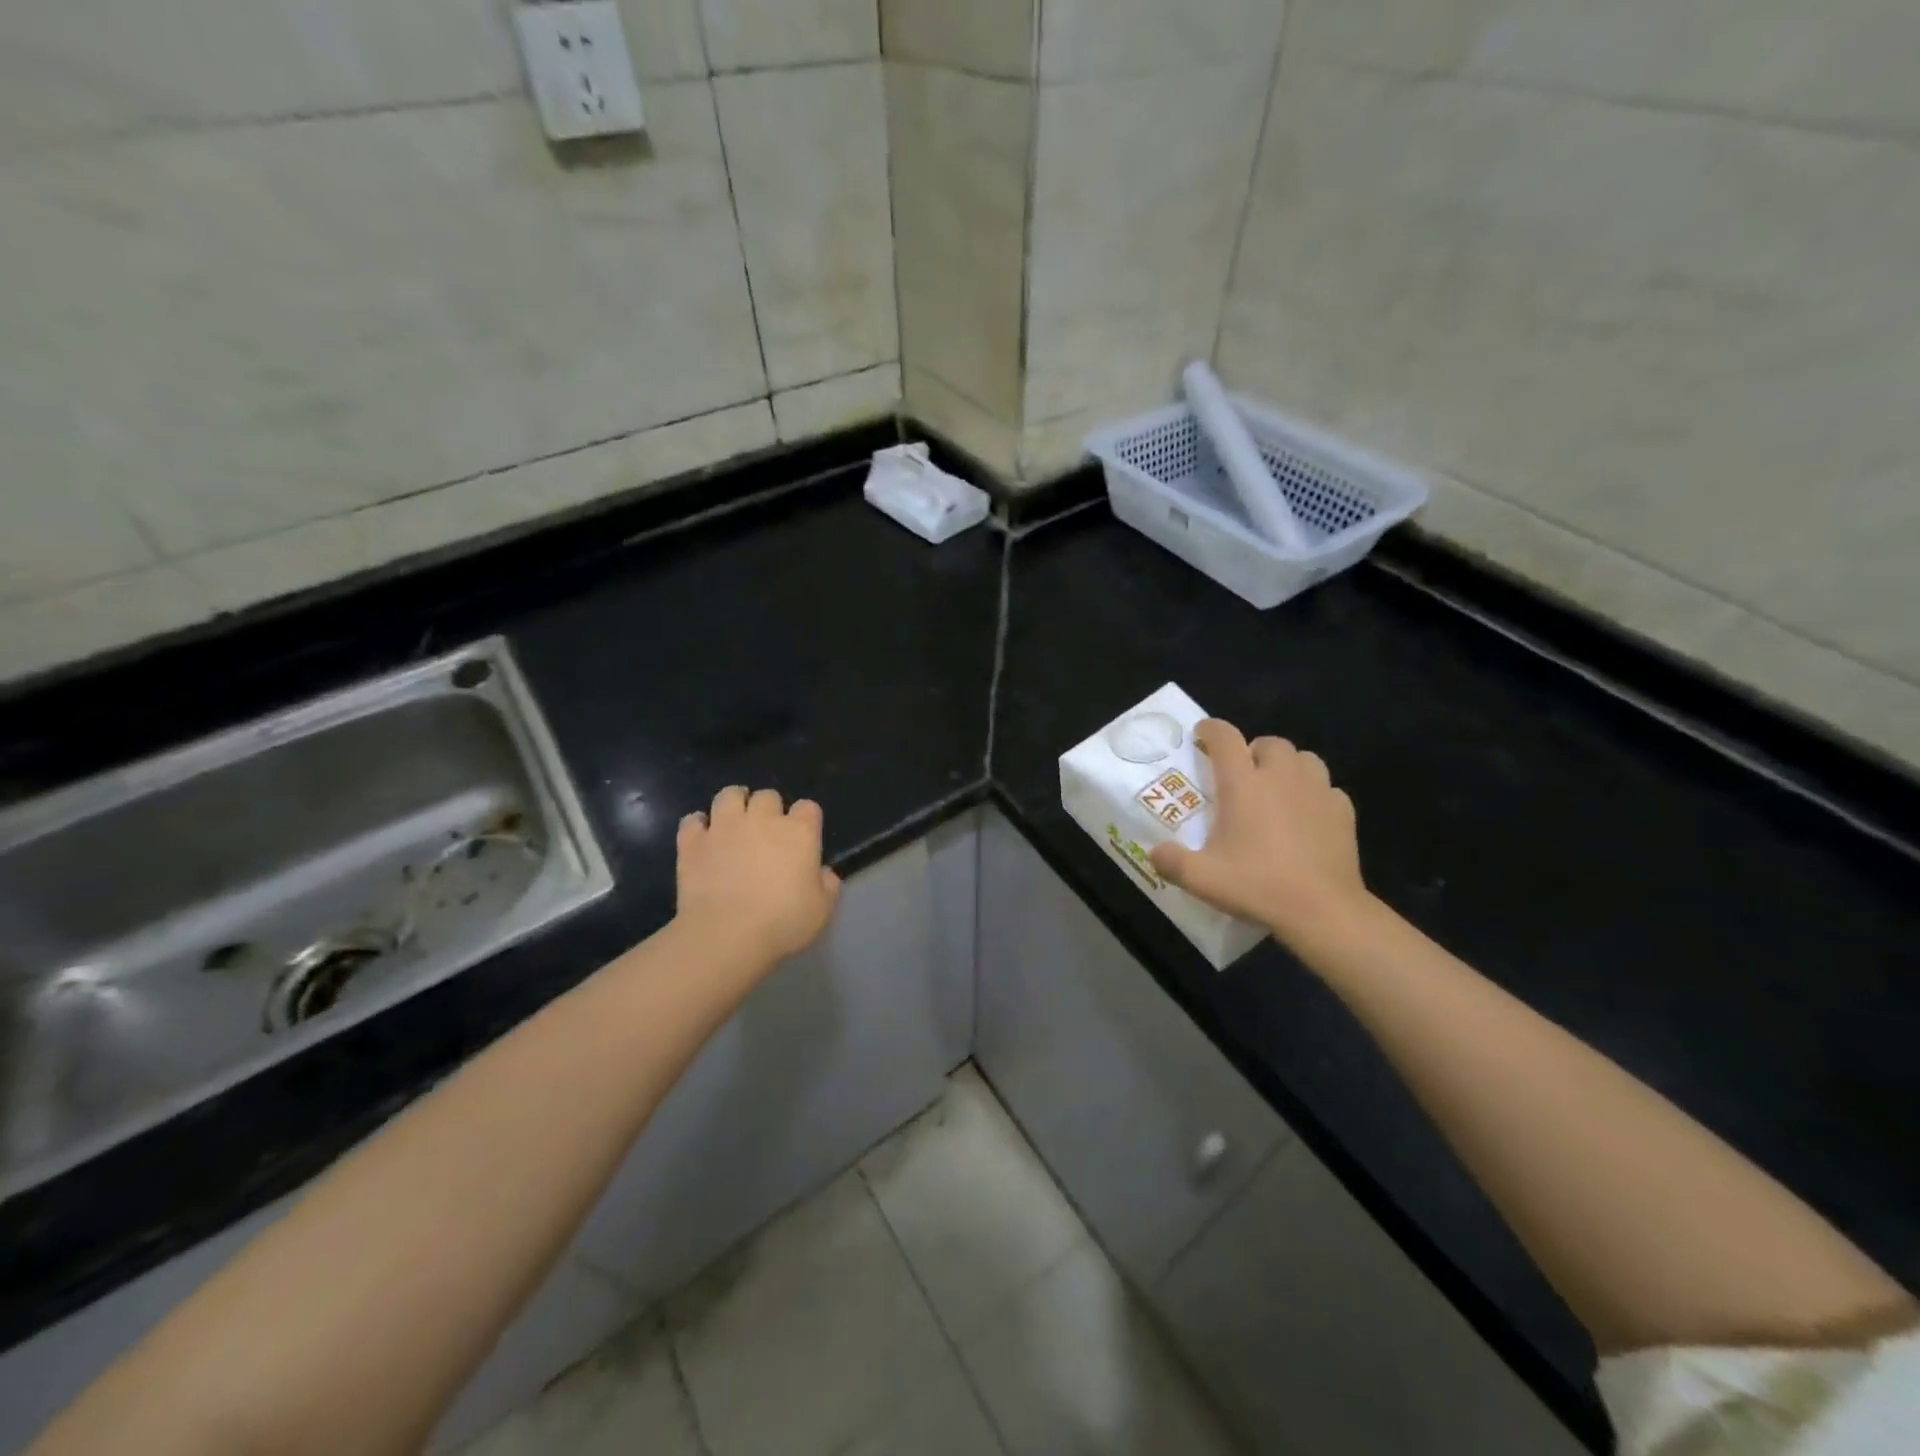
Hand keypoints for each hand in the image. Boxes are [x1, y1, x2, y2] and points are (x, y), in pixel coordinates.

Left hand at [676, 787, 841, 965]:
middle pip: (768, 796)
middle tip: (766, 833)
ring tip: (734, 821)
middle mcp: (762, 820)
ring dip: (734, 804)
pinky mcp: (693, 842)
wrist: (726, 935)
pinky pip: (692, 820)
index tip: (804, 838)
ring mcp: (724, 827)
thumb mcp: (822, 910)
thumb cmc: (782, 922)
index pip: (808, 807)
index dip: (806, 820)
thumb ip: (828, 886)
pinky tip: (703, 838)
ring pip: (729, 795)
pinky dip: (698, 825)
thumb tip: (823, 873)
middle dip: (769, 809)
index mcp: (799, 832)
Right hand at [1148, 720, 1369, 946]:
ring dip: (1287, 766)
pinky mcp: (1343, 811)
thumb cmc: (1258, 885)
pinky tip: (1307, 816)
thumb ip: (1171, 861)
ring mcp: (1317, 791)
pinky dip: (1314, 794)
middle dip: (1253, 750)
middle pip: (1269, 742)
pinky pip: (1327, 788)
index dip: (1210, 730)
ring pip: (1303, 759)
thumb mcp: (1201, 879)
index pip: (1224, 738)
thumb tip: (1154, 851)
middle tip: (1242, 774)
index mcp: (1243, 784)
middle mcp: (1281, 777)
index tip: (1201, 735)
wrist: (1323, 910)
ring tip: (1276, 789)